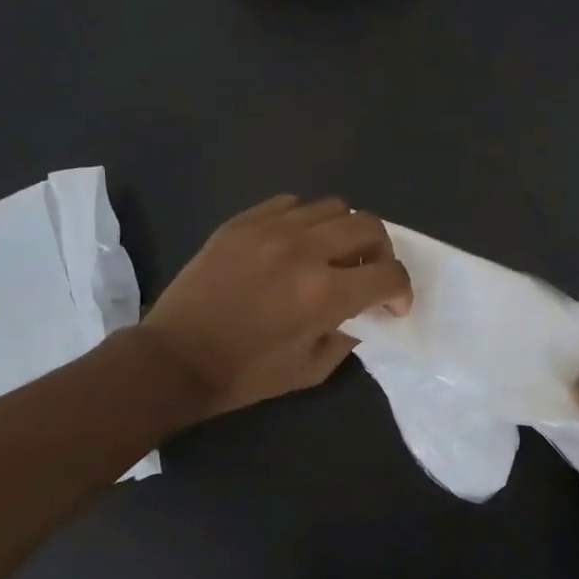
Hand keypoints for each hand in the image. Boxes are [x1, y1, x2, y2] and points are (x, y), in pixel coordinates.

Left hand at [138, 195, 412, 416]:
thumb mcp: (311, 370)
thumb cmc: (246, 375)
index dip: (402, 291)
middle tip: (369, 275)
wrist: (175, 359)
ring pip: (333, 207)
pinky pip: (290, 204)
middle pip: (369, 226)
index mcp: (325, 294)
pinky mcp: (241, 222)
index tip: (393, 307)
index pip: (389, 274)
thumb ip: (347, 337)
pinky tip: (295, 245)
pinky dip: (305, 221)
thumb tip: (361, 315)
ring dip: (345, 232)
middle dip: (383, 252)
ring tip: (331, 256)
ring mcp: (270, 229)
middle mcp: (304, 250)